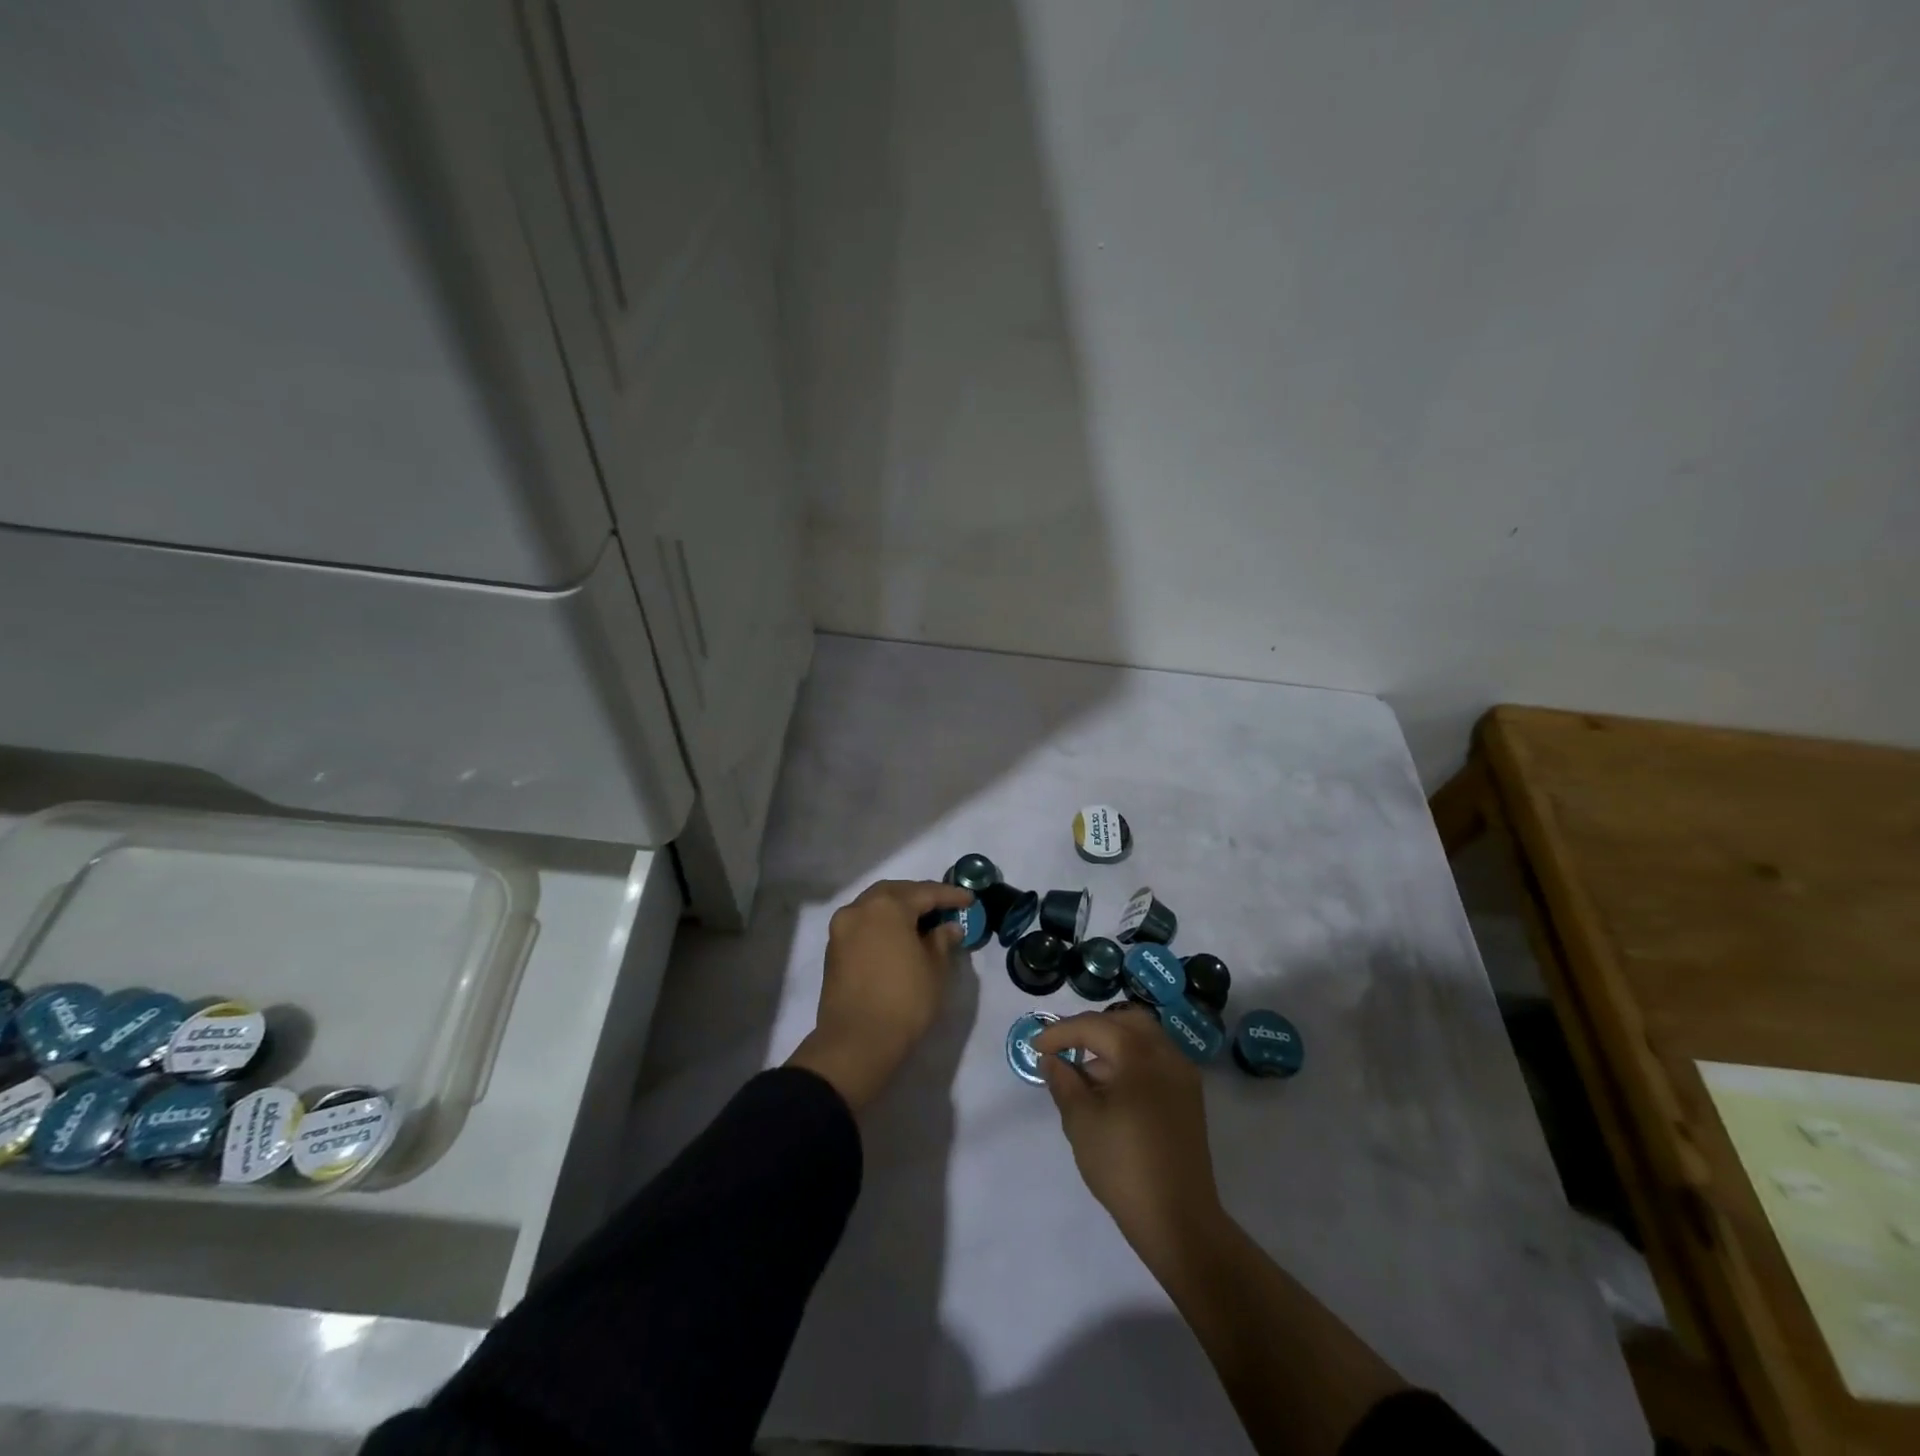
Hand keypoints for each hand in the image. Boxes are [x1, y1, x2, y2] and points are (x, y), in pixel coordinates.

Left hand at [786, 878, 973, 1111]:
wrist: (856, 1043)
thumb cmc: (904, 1001)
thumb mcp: (935, 969)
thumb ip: (942, 940)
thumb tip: (948, 927)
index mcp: (887, 906)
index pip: (925, 892)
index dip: (950, 896)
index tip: (969, 900)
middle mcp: (860, 908)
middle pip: (895, 892)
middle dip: (920, 896)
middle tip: (943, 907)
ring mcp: (842, 928)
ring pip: (875, 906)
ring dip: (899, 909)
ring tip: (922, 922)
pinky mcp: (833, 949)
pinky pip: (863, 924)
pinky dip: (882, 924)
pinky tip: (898, 937)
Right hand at [1035, 1006, 1227, 1262]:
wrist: (1179, 1221)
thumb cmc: (1124, 1166)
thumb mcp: (1081, 1122)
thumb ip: (1063, 1082)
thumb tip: (1052, 1060)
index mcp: (1140, 1054)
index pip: (1094, 1026)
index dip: (1060, 1032)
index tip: (1036, 1047)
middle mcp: (1166, 1054)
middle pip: (1125, 1021)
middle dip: (1092, 1029)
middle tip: (1065, 1048)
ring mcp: (1183, 1076)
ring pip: (1144, 1040)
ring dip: (1112, 1046)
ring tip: (1083, 1076)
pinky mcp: (1189, 1099)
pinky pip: (1155, 1062)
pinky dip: (1130, 1063)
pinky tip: (1109, 1092)